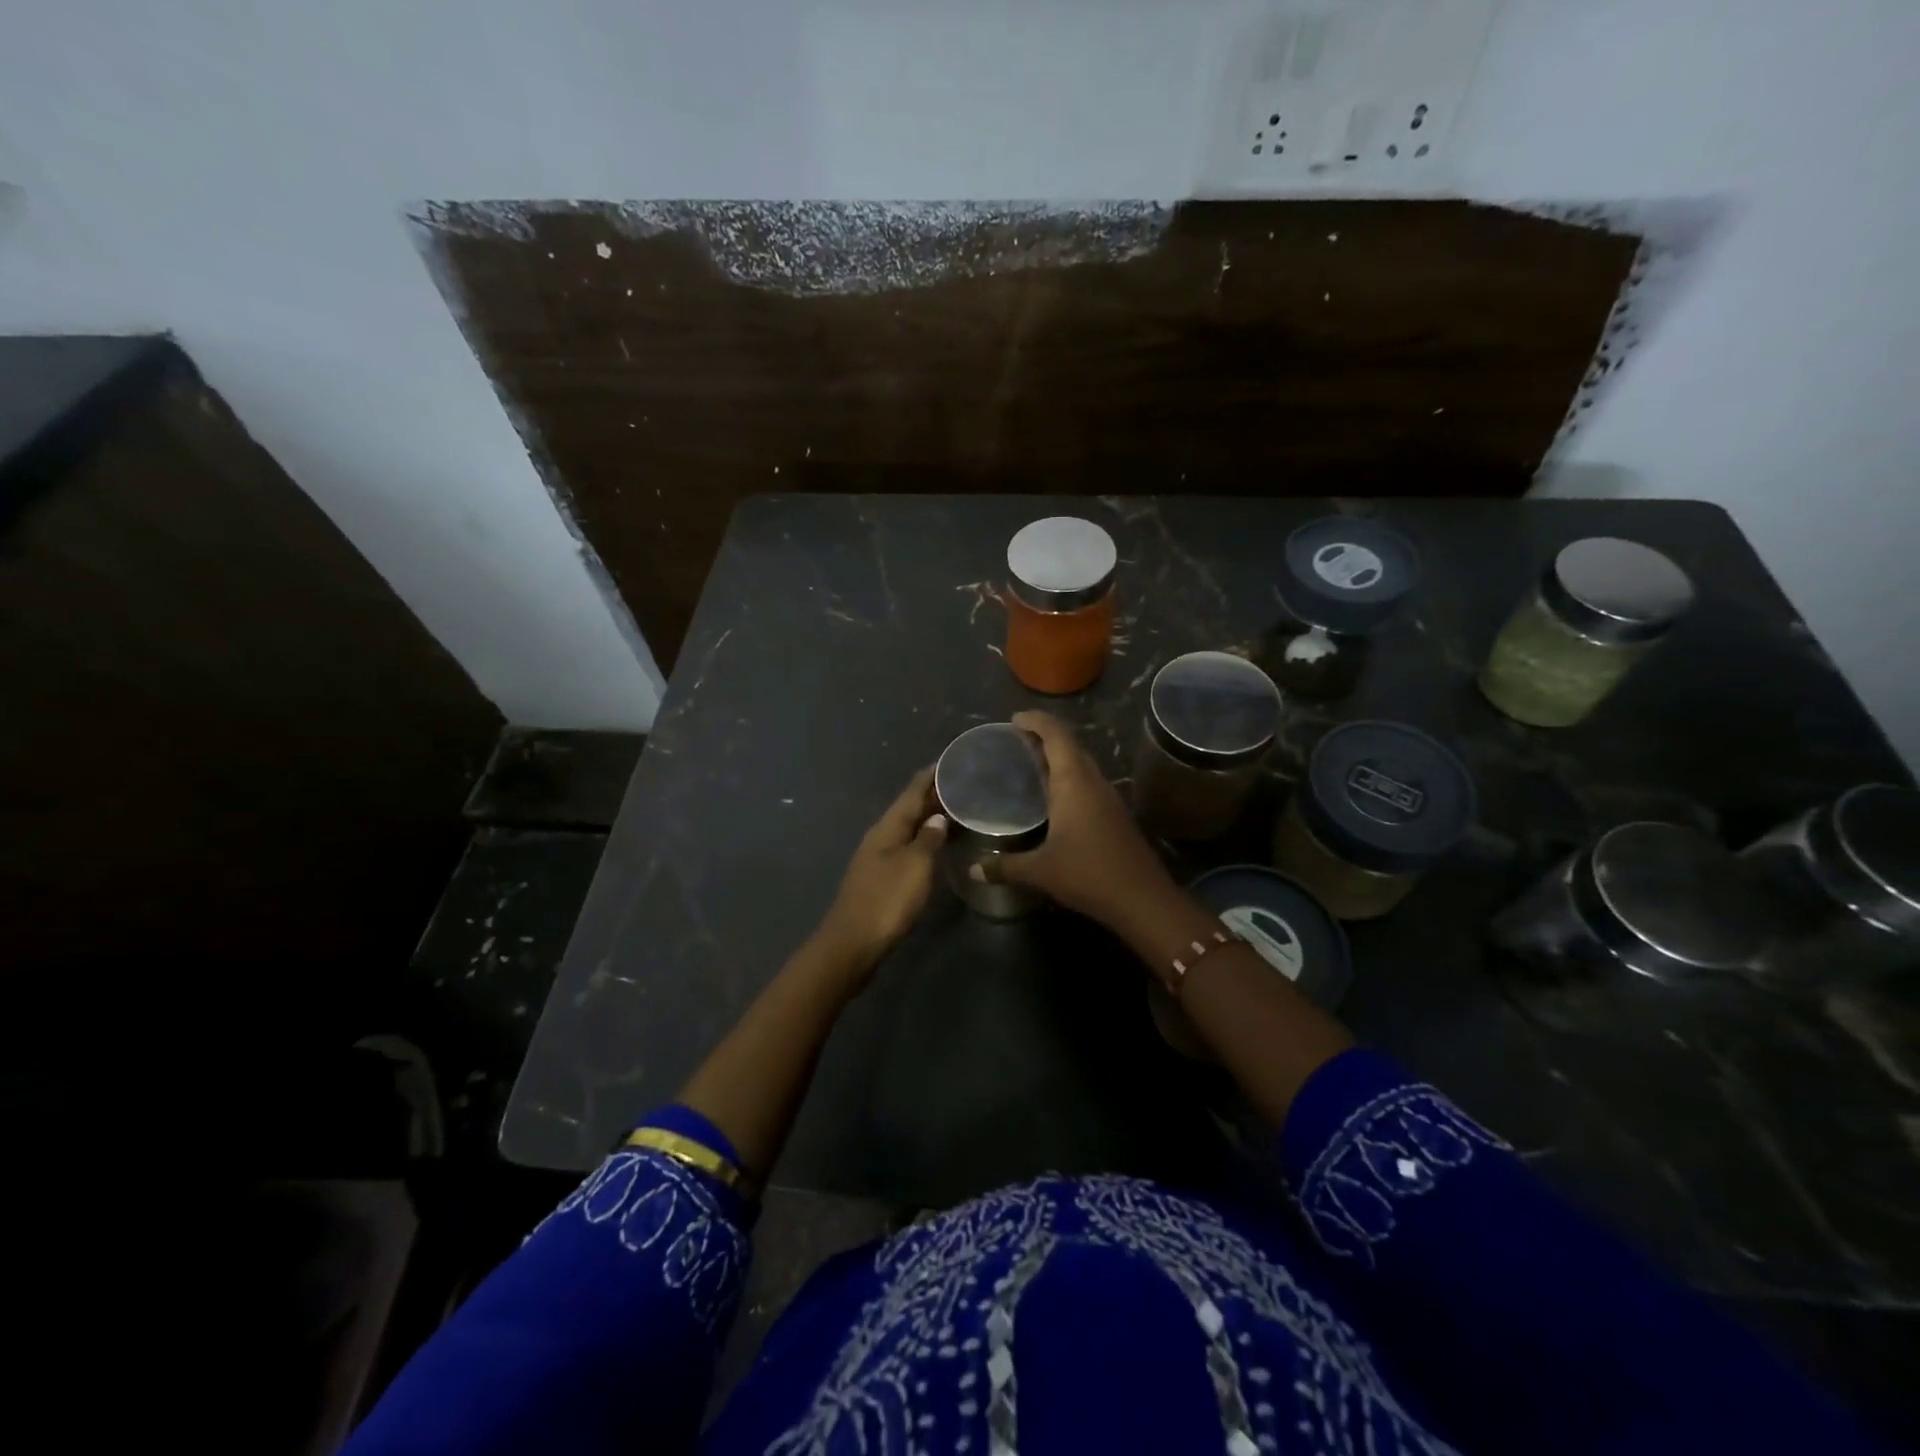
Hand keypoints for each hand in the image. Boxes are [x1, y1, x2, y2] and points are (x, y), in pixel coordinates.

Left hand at [815, 767, 948, 978]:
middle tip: (960, 783)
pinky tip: (936, 845)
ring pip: (907, 829)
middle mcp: (880, 837)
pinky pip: (906, 847)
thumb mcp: (915, 866)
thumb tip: (937, 817)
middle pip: (908, 809)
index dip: (930, 776)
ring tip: (954, 809)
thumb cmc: (887, 899)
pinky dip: (923, 839)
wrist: (854, 942)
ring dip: (928, 818)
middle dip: (931, 795)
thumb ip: (928, 839)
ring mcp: (878, 858)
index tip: (949, 760)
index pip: (911, 792)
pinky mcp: (881, 878)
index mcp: (887, 828)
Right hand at [998, 711, 1175, 930]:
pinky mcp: (1114, 815)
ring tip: (1030, 761)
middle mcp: (1092, 782)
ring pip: (1081, 764)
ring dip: (1057, 757)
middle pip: (1070, 745)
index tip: (1014, 719)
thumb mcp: (1040, 871)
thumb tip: (973, 869)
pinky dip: (1067, 777)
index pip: (1056, 736)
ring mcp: (1107, 798)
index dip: (1035, 721)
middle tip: (1016, 739)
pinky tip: (1054, 796)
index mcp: (1074, 782)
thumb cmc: (1088, 874)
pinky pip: (1087, 783)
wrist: (1143, 899)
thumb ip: (1004, 867)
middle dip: (1044, 736)